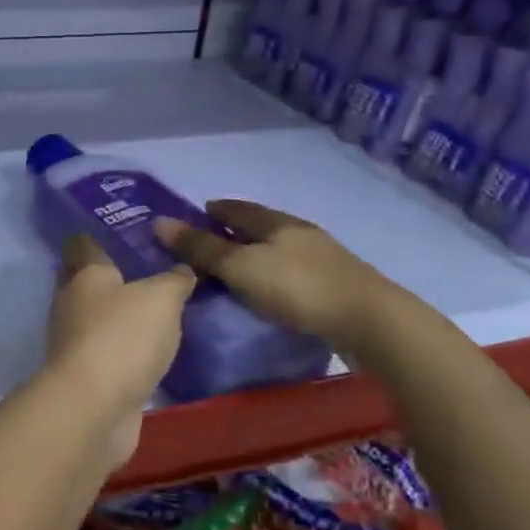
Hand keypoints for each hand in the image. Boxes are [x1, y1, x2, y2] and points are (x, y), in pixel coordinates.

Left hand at [42, 234, 193, 469]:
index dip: (101, 234)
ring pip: (99, 316)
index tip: (128, 229)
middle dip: (116, 275)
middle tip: (155, 269)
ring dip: (122, 314)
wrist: (94, 408)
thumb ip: (174, 280)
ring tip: (159, 309)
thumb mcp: (161, 298)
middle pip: (90, 280)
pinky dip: (126, 348)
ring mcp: (75, 340)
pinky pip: (108, 350)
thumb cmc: (122, 336)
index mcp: (84, 273)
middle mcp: (72, 302)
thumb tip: (183, 269)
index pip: (84, 242)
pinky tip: (152, 349)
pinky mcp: (86, 374)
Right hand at [155, 199, 397, 350]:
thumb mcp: (240, 268)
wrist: (371, 321)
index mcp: (276, 222)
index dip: (216, 209)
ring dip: (258, 254)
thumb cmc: (297, 287)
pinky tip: (271, 289)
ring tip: (238, 269)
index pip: (238, 208)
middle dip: (236, 231)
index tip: (198, 212)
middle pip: (261, 226)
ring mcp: (323, 258)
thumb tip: (159, 222)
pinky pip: (294, 271)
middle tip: (212, 242)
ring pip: (280, 249)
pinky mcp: (336, 285)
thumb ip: (201, 248)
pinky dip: (276, 274)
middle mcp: (300, 233)